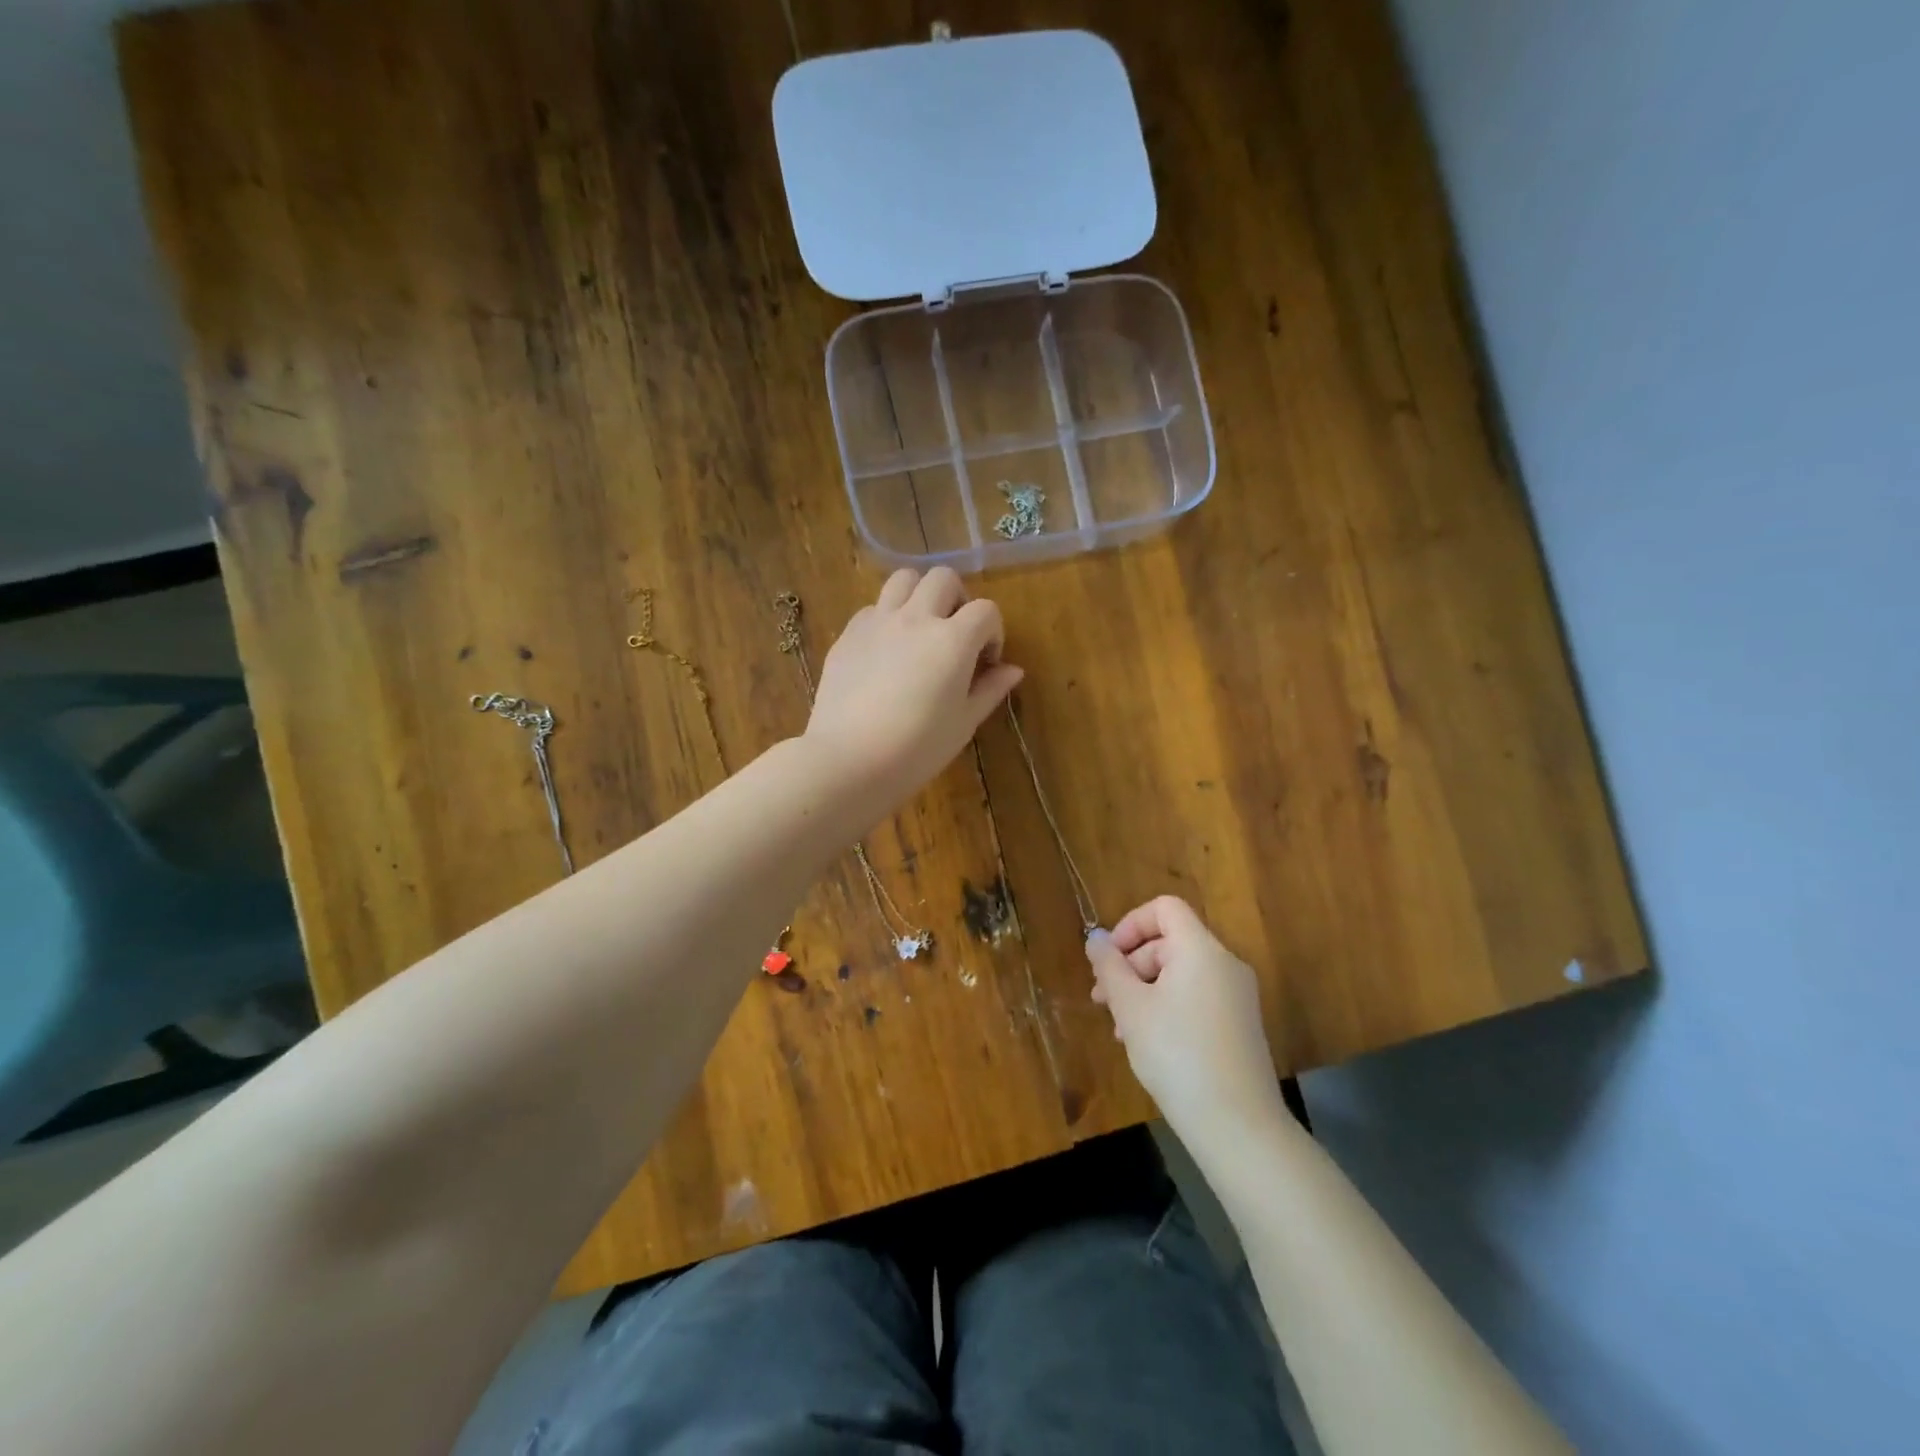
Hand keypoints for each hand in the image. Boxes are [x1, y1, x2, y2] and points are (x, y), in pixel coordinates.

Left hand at [803, 567, 1023, 812]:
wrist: (849, 760)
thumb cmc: (917, 749)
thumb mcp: (963, 724)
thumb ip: (989, 690)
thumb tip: (1013, 670)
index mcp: (953, 640)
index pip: (986, 610)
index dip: (992, 632)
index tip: (985, 662)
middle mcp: (916, 619)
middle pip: (943, 578)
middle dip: (957, 600)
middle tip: (954, 635)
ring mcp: (877, 622)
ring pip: (903, 579)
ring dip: (919, 595)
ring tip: (919, 629)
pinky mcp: (848, 634)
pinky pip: (873, 608)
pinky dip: (886, 618)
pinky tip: (885, 652)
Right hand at [1087, 896, 1285, 1138]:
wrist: (1238, 1126)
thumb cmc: (1176, 1054)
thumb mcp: (1131, 1008)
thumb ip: (1109, 967)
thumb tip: (1096, 939)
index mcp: (1202, 950)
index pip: (1165, 908)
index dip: (1130, 924)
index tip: (1107, 959)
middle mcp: (1225, 964)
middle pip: (1170, 942)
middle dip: (1131, 965)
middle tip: (1103, 1001)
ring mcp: (1237, 996)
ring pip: (1180, 973)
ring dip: (1144, 990)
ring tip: (1121, 1028)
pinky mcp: (1240, 1025)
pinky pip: (1197, 997)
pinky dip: (1168, 1006)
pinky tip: (1148, 1042)